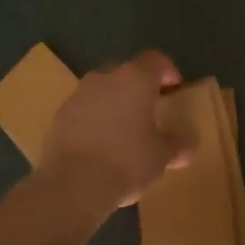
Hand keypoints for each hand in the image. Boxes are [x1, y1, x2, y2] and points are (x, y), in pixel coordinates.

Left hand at [39, 51, 191, 207]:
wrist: (73, 184)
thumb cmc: (127, 161)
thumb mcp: (161, 157)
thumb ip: (175, 146)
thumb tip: (186, 147)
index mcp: (136, 79)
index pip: (155, 60)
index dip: (167, 70)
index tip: (175, 87)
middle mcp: (105, 78)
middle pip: (125, 72)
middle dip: (138, 86)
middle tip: (149, 107)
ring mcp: (78, 96)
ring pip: (101, 90)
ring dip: (113, 102)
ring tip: (122, 128)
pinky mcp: (58, 117)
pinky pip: (82, 110)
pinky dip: (93, 120)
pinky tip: (99, 144)